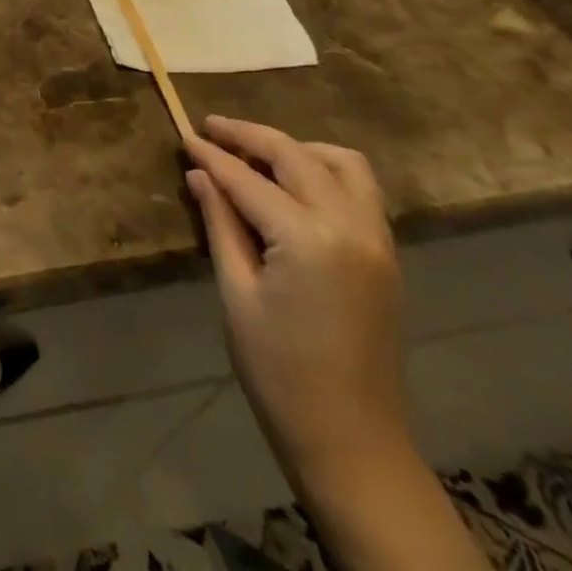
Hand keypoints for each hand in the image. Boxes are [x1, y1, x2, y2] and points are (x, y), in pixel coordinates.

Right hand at [183, 116, 409, 494]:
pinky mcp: (386, 256)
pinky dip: (325, 171)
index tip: (184, 136)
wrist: (352, 441)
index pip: (249, 179)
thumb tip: (200, 175)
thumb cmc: (278, 371)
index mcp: (308, 239)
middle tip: (212, 129)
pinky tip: (292, 186)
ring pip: (342, 163)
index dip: (212, 155)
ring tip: (257, 154)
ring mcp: (377, 240)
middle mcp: (351, 227)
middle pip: (296, 156)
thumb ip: (221, 224)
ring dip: (297, 148)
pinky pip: (360, 190)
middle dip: (250, 136)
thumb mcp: (237, 294)